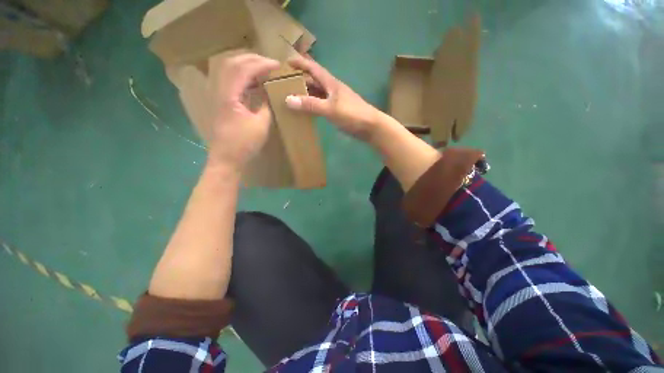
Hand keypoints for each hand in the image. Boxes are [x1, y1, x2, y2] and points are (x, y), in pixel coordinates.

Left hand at [177, 53, 279, 170]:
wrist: (226, 158)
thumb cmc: (244, 144)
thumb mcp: (260, 124)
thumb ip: (266, 105)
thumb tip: (270, 93)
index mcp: (228, 94)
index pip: (243, 68)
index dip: (261, 64)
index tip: (278, 66)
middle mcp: (218, 90)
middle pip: (232, 62)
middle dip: (253, 59)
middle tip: (270, 64)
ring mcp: (217, 95)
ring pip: (228, 70)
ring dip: (246, 66)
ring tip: (263, 70)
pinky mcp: (220, 102)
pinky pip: (230, 81)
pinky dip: (243, 77)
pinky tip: (254, 84)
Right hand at [285, 55, 383, 141]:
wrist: (370, 126)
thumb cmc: (352, 114)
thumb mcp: (330, 109)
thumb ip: (311, 105)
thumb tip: (288, 100)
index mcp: (331, 83)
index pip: (313, 68)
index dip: (300, 63)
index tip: (286, 62)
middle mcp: (332, 89)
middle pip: (314, 81)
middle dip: (300, 80)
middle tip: (283, 84)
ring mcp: (335, 100)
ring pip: (317, 94)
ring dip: (305, 94)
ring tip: (290, 98)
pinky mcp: (337, 111)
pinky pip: (321, 105)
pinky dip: (313, 106)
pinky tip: (306, 111)